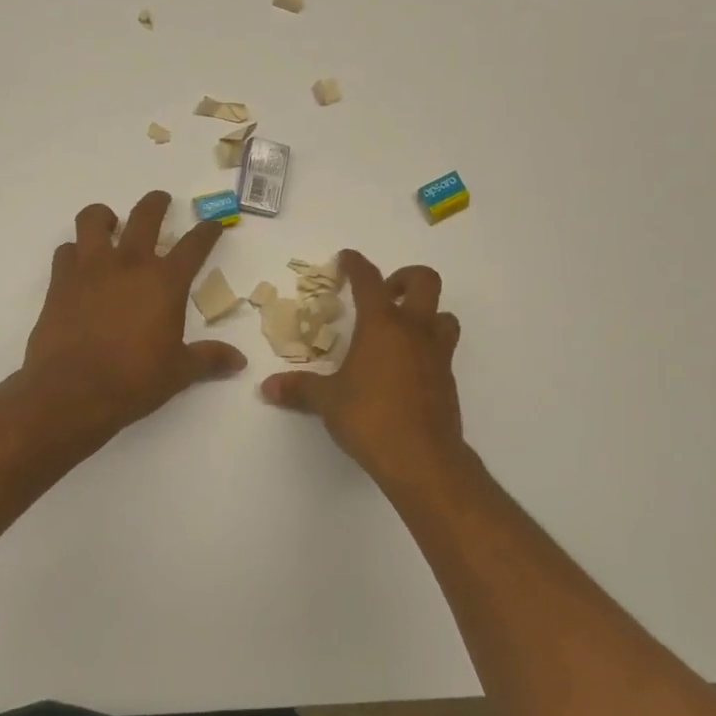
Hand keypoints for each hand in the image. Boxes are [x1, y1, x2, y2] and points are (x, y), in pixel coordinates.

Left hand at [21, 191, 246, 442]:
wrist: (71, 391)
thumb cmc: (133, 380)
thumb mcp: (179, 372)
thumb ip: (209, 359)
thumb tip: (239, 361)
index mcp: (165, 282)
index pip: (194, 245)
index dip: (207, 231)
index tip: (213, 225)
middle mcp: (129, 264)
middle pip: (145, 216)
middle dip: (157, 204)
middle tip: (161, 201)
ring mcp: (90, 269)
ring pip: (93, 220)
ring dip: (104, 216)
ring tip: (109, 222)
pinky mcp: (60, 281)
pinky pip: (65, 251)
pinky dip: (74, 252)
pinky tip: (79, 264)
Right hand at [261, 250, 464, 480]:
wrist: (421, 457)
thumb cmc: (369, 417)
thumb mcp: (327, 401)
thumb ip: (299, 389)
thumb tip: (267, 387)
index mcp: (382, 325)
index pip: (369, 281)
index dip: (356, 264)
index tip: (346, 258)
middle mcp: (414, 330)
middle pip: (425, 281)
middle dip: (405, 278)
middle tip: (385, 294)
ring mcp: (437, 354)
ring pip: (444, 315)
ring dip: (426, 314)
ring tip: (402, 331)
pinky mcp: (448, 380)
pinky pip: (442, 350)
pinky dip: (427, 348)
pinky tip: (406, 369)